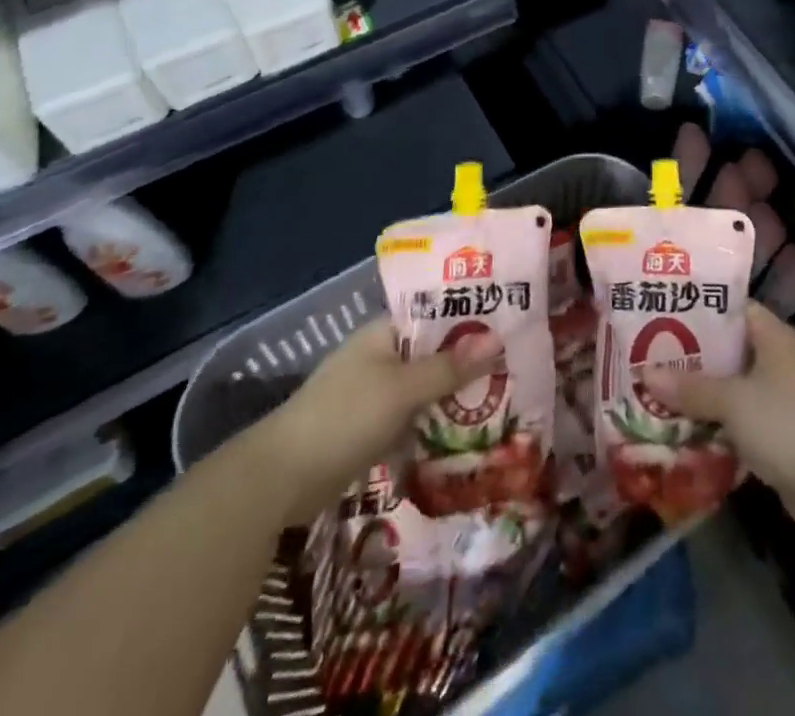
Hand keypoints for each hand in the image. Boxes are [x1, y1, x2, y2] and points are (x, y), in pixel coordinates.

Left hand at [251, 317, 501, 521]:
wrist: (280, 480)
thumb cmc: (343, 417)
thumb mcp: (402, 389)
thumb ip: (449, 367)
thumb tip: (497, 339)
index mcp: (383, 333)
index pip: (433, 314)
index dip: (468, 316)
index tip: (508, 323)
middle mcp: (379, 357)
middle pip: (432, 352)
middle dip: (467, 361)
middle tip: (514, 365)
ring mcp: (373, 394)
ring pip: (424, 387)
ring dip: (454, 395)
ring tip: (502, 398)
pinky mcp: (369, 429)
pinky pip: (412, 417)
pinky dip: (435, 423)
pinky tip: (466, 433)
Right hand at [644, 301, 794, 530]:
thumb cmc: (785, 425)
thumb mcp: (733, 402)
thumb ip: (690, 387)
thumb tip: (644, 373)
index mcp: (777, 337)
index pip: (735, 309)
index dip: (701, 310)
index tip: (664, 313)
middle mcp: (783, 359)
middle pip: (731, 348)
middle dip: (695, 356)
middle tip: (652, 355)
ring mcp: (786, 396)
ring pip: (735, 384)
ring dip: (704, 391)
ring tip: (660, 391)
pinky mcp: (784, 430)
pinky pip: (744, 415)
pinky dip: (719, 419)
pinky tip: (687, 427)